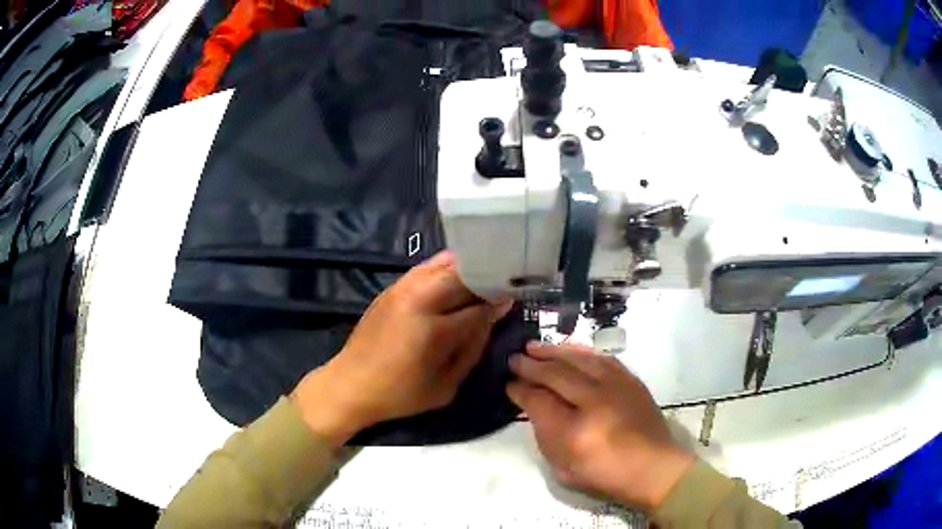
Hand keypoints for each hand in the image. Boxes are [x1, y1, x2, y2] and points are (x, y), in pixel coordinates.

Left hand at [291, 251, 510, 444]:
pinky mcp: (391, 288)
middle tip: (502, 282)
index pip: (478, 307)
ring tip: (483, 274)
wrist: (351, 384)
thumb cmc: (400, 394)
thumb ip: (472, 350)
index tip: (512, 299)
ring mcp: (402, 290)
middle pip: (462, 275)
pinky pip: (424, 268)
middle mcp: (419, 301)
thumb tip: (491, 319)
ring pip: (443, 265)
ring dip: (466, 267)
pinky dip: (444, 267)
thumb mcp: (445, 386)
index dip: (498, 302)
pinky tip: (455, 275)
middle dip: (486, 277)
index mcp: (434, 330)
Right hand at [507, 343, 693, 510]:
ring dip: (554, 351)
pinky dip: (581, 352)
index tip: (509, 383)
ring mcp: (616, 388)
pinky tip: (570, 350)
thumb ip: (544, 434)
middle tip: (514, 358)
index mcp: (574, 432)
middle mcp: (595, 402)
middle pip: (556, 374)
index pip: (538, 400)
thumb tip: (533, 404)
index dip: (520, 389)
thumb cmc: (604, 475)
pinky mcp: (631, 381)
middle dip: (531, 364)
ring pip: (579, 359)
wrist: (653, 468)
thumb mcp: (563, 467)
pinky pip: (602, 358)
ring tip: (535, 346)